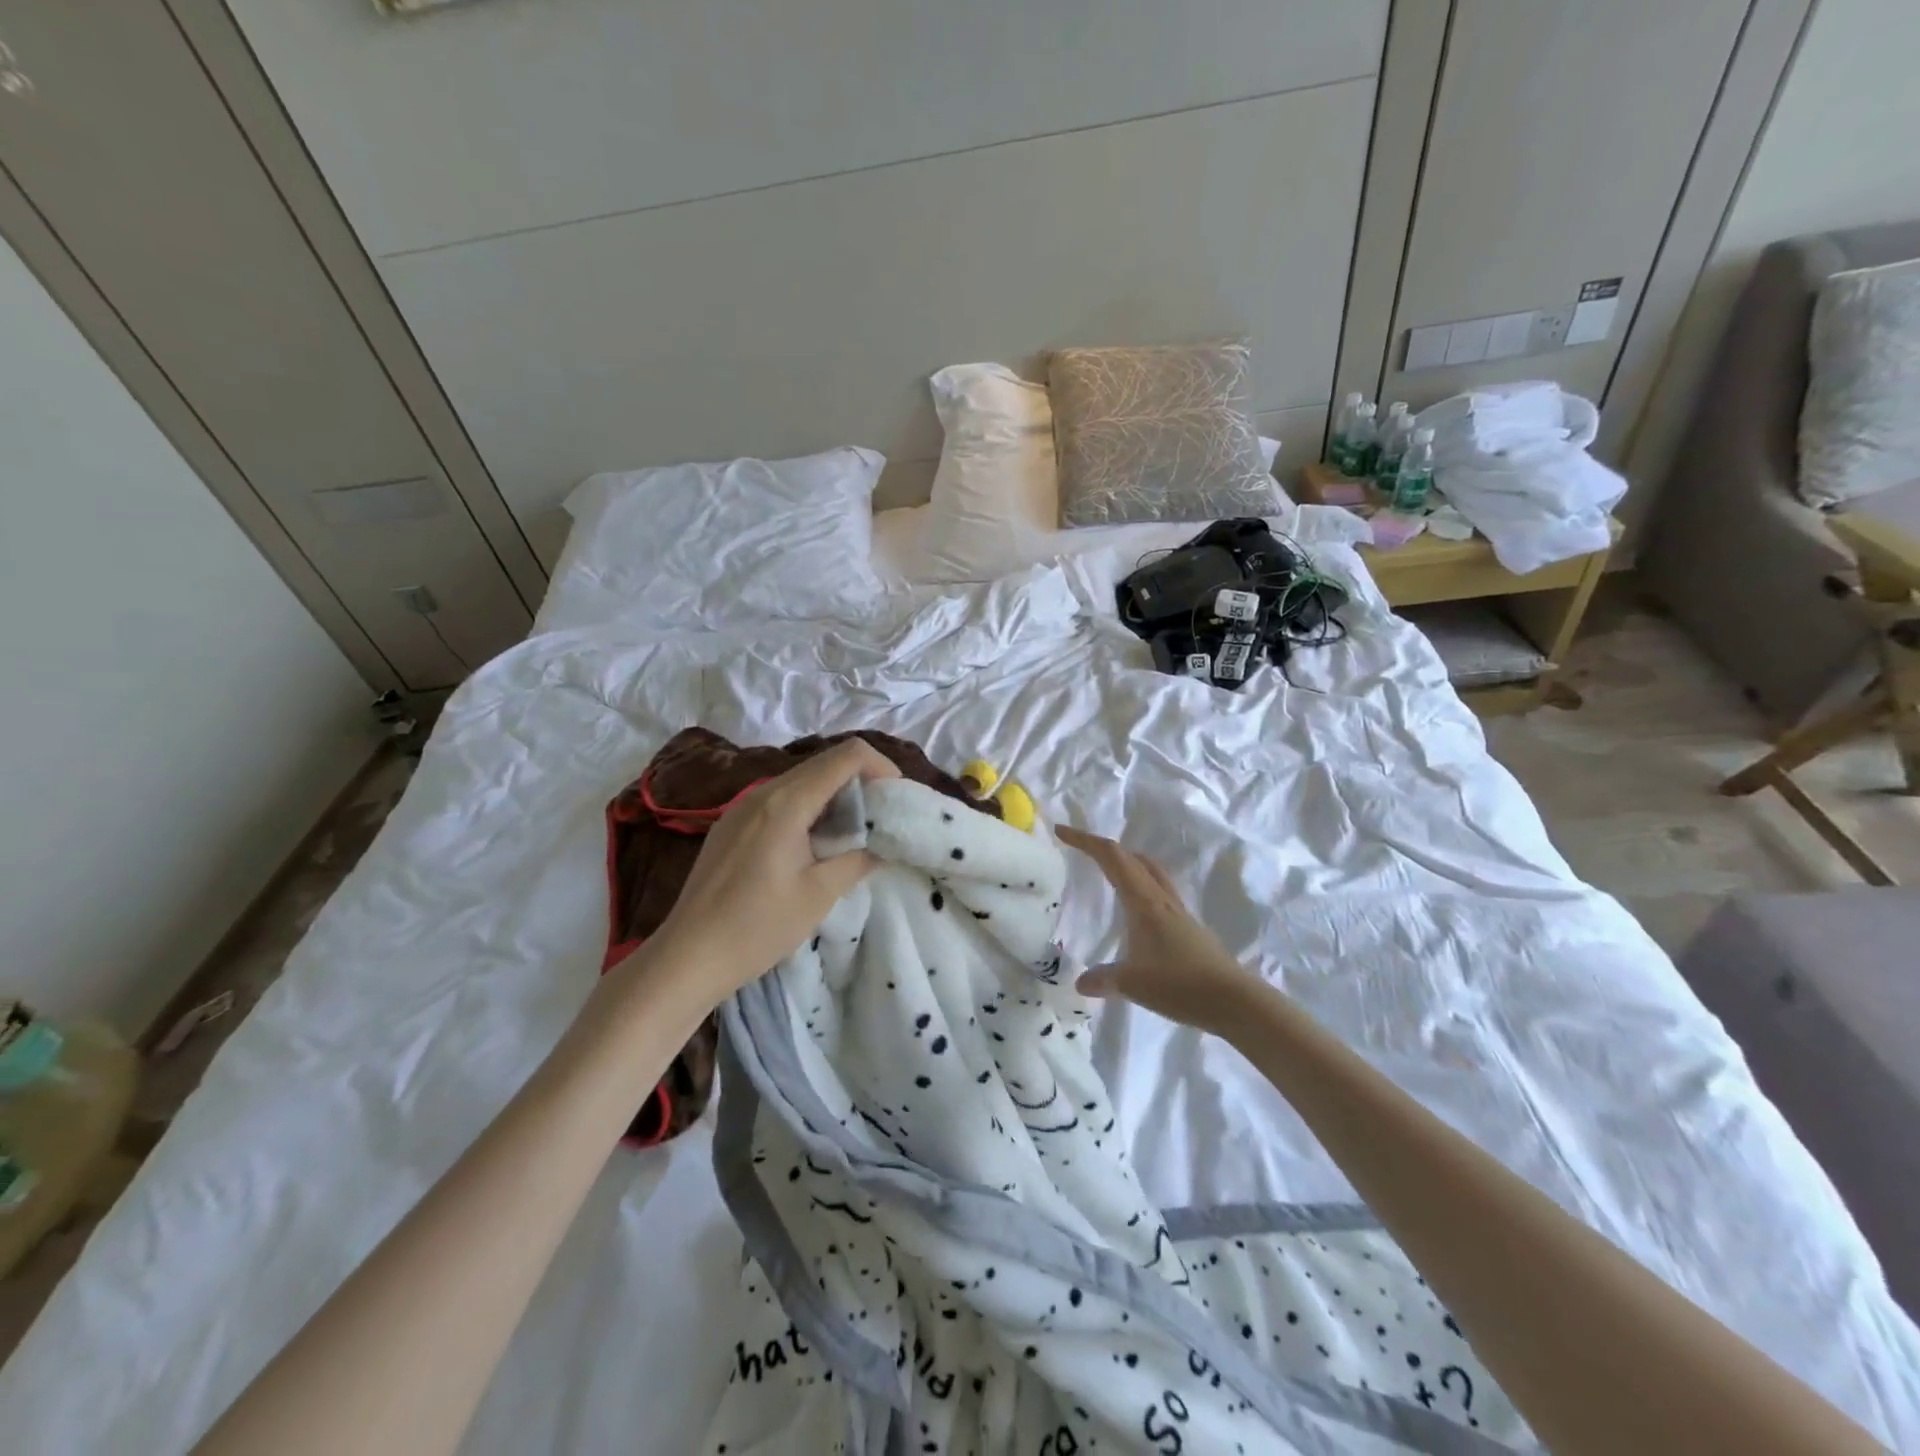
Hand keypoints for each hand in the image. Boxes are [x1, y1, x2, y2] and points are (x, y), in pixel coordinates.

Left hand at [639, 739, 900, 1010]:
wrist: (687, 956)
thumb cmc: (757, 927)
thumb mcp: (819, 894)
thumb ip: (858, 859)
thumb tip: (884, 844)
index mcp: (787, 802)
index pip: (847, 756)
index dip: (881, 767)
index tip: (897, 799)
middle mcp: (764, 792)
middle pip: (825, 763)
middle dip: (862, 782)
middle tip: (883, 818)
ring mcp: (743, 806)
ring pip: (803, 781)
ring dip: (836, 796)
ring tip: (854, 834)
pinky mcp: (733, 824)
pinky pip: (781, 800)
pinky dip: (810, 808)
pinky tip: (815, 845)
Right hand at [1056, 826, 1266, 1036]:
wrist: (1234, 1001)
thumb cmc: (1180, 984)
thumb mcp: (1132, 983)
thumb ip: (1103, 979)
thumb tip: (1080, 981)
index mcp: (1143, 901)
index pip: (1111, 858)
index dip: (1085, 841)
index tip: (1061, 832)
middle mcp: (1161, 899)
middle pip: (1131, 858)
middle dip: (1104, 847)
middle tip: (1081, 849)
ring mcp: (1178, 912)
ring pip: (1149, 871)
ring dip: (1127, 862)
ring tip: (1109, 870)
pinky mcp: (1188, 928)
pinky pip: (1158, 892)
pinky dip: (1140, 885)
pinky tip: (1136, 909)